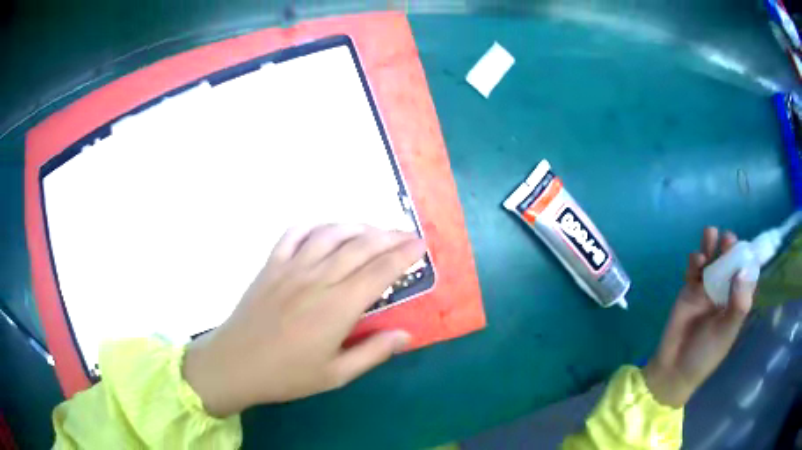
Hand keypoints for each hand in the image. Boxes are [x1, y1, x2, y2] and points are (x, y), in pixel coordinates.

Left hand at [182, 224, 424, 416]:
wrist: (235, 364)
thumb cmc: (286, 375)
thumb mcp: (335, 375)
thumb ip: (373, 352)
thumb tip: (406, 335)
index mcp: (337, 307)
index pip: (380, 271)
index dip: (403, 255)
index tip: (420, 246)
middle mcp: (317, 279)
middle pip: (360, 247)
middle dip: (389, 237)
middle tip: (407, 234)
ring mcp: (291, 267)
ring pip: (331, 234)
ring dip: (357, 226)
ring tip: (374, 229)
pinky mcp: (271, 265)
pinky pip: (294, 234)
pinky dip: (314, 227)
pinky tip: (325, 230)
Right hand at [644, 227, 756, 407]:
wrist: (674, 368)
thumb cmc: (705, 354)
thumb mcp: (726, 332)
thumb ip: (738, 303)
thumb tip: (744, 270)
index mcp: (736, 301)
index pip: (746, 275)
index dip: (747, 260)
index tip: (746, 248)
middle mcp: (723, 291)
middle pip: (729, 262)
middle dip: (729, 248)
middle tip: (727, 240)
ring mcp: (706, 289)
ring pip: (712, 260)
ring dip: (712, 245)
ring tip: (711, 234)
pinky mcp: (689, 289)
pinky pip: (694, 269)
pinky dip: (696, 259)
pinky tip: (697, 259)